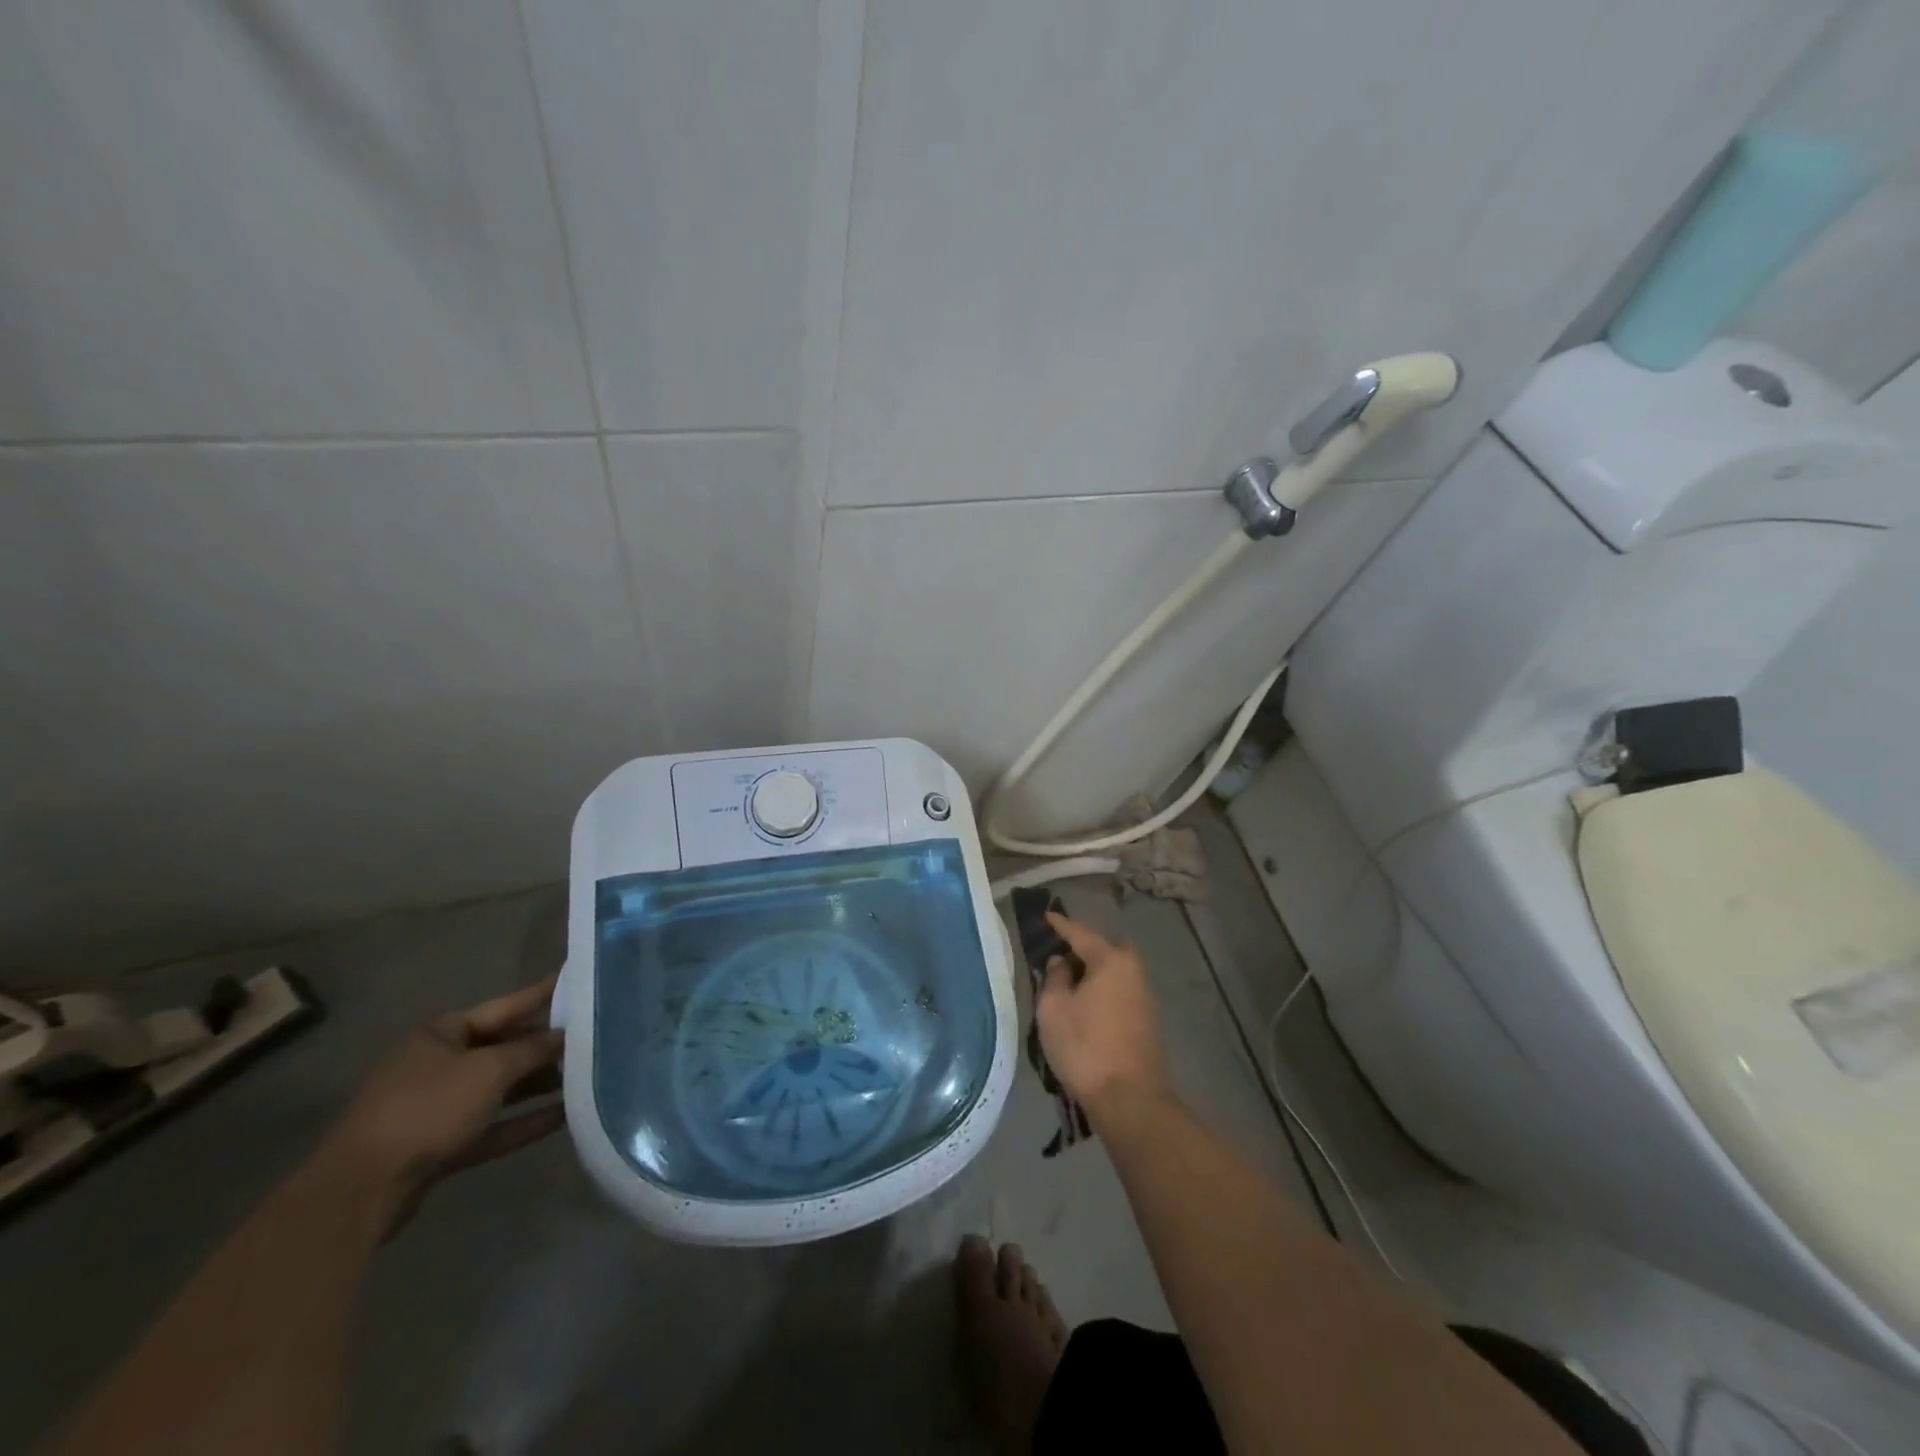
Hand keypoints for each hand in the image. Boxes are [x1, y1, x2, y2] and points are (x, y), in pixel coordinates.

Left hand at [319, 975, 565, 1236]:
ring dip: (539, 1086)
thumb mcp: (489, 1069)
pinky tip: (564, 1117)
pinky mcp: (441, 1146)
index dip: (542, 995)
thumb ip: (532, 1050)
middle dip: (546, 1046)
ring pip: (500, 1089)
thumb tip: (565, 1036)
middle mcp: (439, 1064)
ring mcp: (438, 1107)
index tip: (578, 981)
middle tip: (594, 1036)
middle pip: (504, 1048)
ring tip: (587, 1077)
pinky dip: (524, 1120)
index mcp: (442, 1033)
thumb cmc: (427, 1108)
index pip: (505, 1006)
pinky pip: (492, 1125)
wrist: (361, 1190)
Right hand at [1035, 912, 1170, 1117]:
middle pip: (1106, 949)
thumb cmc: (1085, 1047)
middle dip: (1084, 948)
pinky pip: (1120, 992)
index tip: (1047, 916)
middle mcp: (1134, 971)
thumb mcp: (1053, 1009)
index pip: (1081, 933)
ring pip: (1115, 972)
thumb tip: (1062, 963)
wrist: (1130, 1100)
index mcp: (1111, 960)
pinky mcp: (1148, 1021)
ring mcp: (1145, 997)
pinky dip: (1103, 990)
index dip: (1061, 925)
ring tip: (1068, 982)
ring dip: (1094, 972)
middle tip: (1060, 954)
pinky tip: (1087, 1005)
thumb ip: (1054, 978)